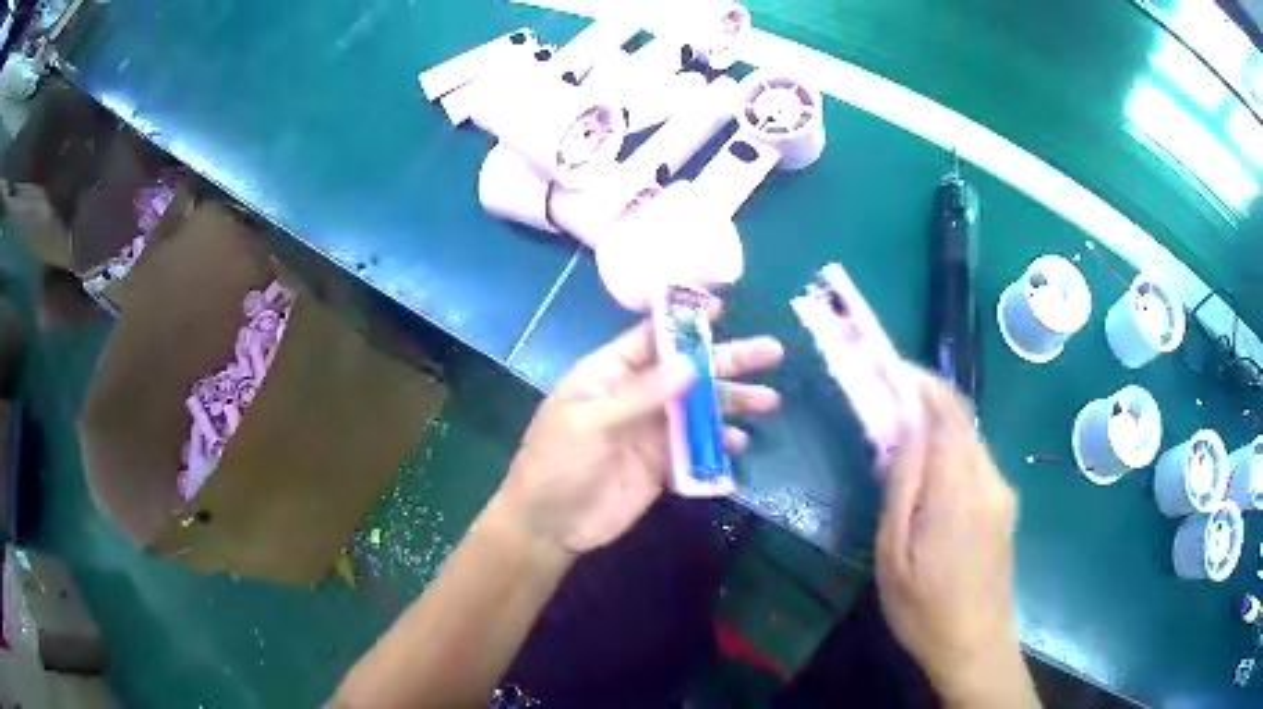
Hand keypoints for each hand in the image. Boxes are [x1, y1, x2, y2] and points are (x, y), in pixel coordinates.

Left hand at [493, 318, 783, 555]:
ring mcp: (651, 431)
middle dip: (728, 361)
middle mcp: (635, 396)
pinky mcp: (662, 464)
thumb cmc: (556, 464)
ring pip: (700, 409)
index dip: (686, 323)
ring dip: (733, 403)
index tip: (723, 310)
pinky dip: (719, 444)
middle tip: (772, 352)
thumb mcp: (590, 423)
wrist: (549, 525)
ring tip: (770, 402)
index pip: (652, 337)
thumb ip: (640, 394)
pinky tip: (740, 442)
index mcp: (609, 374)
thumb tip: (691, 363)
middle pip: (688, 371)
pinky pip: (698, 448)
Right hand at [876, 371, 1037, 707]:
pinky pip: (976, 462)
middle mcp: (989, 477)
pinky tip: (929, 475)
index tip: (887, 366)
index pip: (945, 410)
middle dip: (925, 399)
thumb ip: (903, 485)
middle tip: (886, 400)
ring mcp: (1002, 492)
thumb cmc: (924, 609)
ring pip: (969, 439)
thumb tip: (903, 427)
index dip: (918, 381)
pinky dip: (950, 450)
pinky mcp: (1005, 507)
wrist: (977, 646)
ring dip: (937, 426)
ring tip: (901, 438)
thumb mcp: (894, 553)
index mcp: (960, 486)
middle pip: (960, 419)